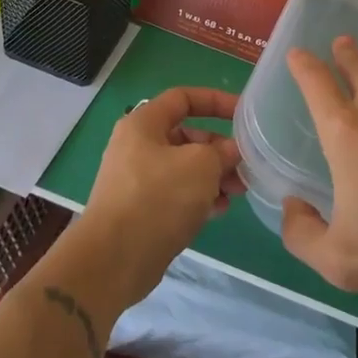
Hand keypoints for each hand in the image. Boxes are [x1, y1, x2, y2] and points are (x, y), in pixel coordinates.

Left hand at [77, 87, 242, 307]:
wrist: (113, 260)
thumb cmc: (158, 198)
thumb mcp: (200, 165)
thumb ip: (221, 151)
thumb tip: (231, 151)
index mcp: (144, 124)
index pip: (183, 98)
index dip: (216, 101)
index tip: (243, 114)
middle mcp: (137, 147)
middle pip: (186, 136)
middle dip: (218, 149)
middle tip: (243, 166)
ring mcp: (137, 180)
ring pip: (184, 168)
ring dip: (213, 176)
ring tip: (237, 192)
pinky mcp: (141, 210)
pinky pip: (176, 194)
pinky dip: (198, 198)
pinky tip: (218, 211)